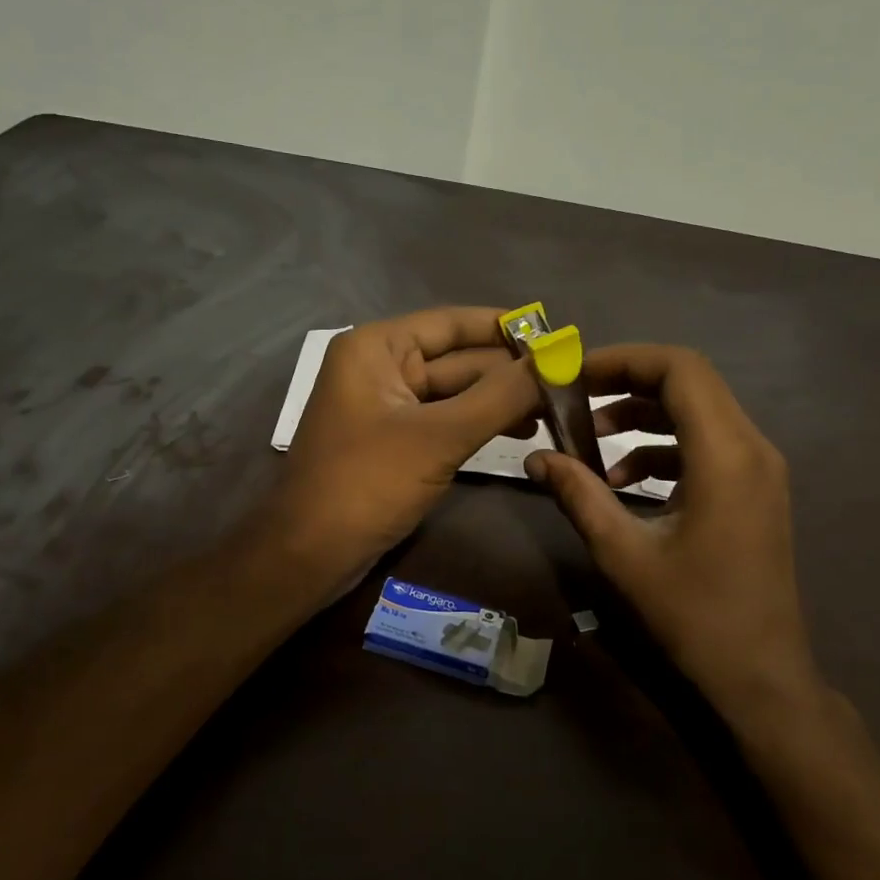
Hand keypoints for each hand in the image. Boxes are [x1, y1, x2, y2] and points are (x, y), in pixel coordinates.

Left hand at [272, 308, 539, 584]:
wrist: (308, 556)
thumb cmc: (366, 484)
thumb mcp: (438, 437)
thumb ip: (500, 396)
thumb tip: (558, 359)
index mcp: (378, 348)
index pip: (454, 323)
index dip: (508, 329)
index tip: (559, 336)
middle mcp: (381, 367)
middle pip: (458, 359)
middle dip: (511, 372)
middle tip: (571, 381)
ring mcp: (387, 407)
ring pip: (455, 393)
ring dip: (501, 401)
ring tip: (556, 411)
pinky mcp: (395, 441)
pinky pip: (444, 421)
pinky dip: (480, 424)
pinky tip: (521, 431)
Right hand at [524, 345, 819, 718]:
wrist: (762, 675)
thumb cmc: (693, 615)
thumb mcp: (623, 553)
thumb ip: (578, 495)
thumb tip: (536, 457)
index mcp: (725, 455)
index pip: (680, 369)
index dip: (624, 359)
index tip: (575, 374)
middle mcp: (752, 448)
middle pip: (690, 382)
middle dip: (627, 382)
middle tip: (576, 398)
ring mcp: (759, 468)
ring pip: (698, 411)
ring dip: (643, 415)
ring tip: (591, 438)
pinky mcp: (755, 489)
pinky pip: (707, 444)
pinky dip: (663, 446)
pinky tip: (625, 479)